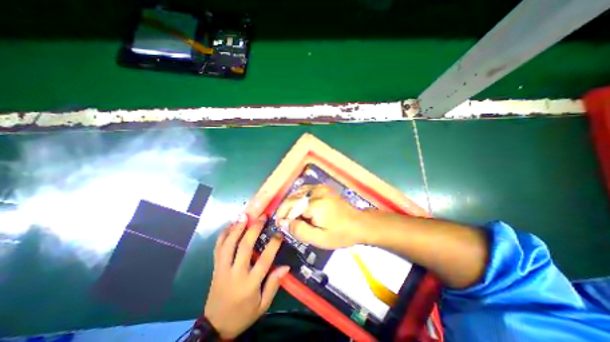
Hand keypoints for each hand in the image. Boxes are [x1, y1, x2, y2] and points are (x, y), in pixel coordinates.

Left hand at [205, 213, 290, 339]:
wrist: (215, 327)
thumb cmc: (243, 315)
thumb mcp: (263, 305)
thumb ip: (274, 285)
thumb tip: (286, 266)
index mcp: (249, 284)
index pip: (264, 260)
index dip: (273, 244)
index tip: (279, 233)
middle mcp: (235, 273)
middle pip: (244, 247)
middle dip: (254, 229)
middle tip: (262, 217)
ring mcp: (222, 269)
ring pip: (228, 245)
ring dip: (236, 228)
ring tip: (244, 216)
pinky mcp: (215, 268)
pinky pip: (217, 249)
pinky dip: (223, 235)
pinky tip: (229, 225)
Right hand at [276, 184, 371, 248]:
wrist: (359, 223)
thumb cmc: (341, 234)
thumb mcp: (319, 239)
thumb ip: (300, 231)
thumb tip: (285, 223)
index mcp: (315, 204)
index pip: (291, 207)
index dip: (283, 215)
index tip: (280, 225)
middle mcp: (316, 192)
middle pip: (293, 198)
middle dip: (286, 209)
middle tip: (284, 222)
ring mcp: (321, 188)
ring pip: (298, 193)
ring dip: (292, 203)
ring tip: (291, 215)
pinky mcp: (324, 188)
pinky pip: (306, 190)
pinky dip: (299, 198)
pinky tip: (300, 207)